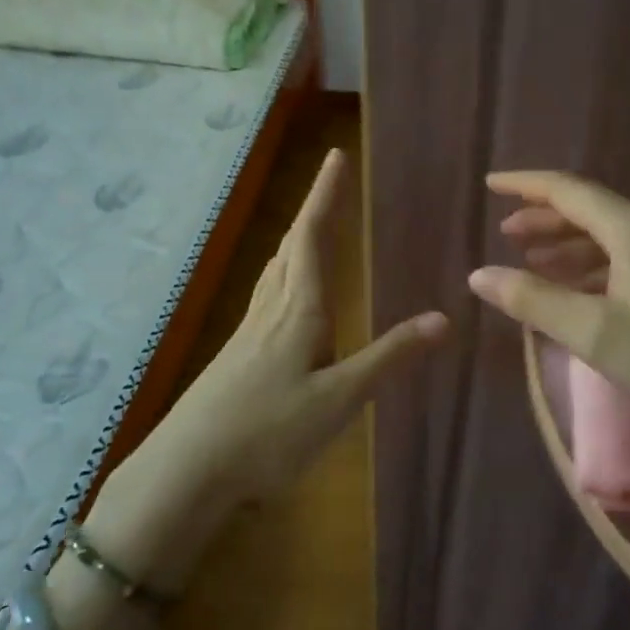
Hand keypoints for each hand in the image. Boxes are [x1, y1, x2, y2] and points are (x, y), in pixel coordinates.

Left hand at [87, 148, 447, 581]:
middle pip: (291, 247)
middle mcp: (271, 311)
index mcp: (298, 310)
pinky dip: (284, 277)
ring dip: (295, 241)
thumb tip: (444, 317)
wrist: (185, 473)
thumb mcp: (340, 398)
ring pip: (275, 272)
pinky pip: (267, 298)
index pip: (312, 237)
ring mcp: (248, 334)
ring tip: (310, 229)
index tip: (336, 156)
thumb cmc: (268, 432)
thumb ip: (389, 356)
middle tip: (331, 184)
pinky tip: (287, 300)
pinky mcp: (236, 357)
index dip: (325, 195)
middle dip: (313, 211)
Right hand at [470, 170, 629, 440]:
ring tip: (535, 262)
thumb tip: (479, 275)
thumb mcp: (592, 332)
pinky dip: (596, 265)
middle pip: (590, 209)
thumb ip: (532, 300)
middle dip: (545, 219)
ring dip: (569, 245)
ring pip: (611, 235)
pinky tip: (580, 288)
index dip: (525, 185)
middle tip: (507, 234)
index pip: (568, 190)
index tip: (491, 184)